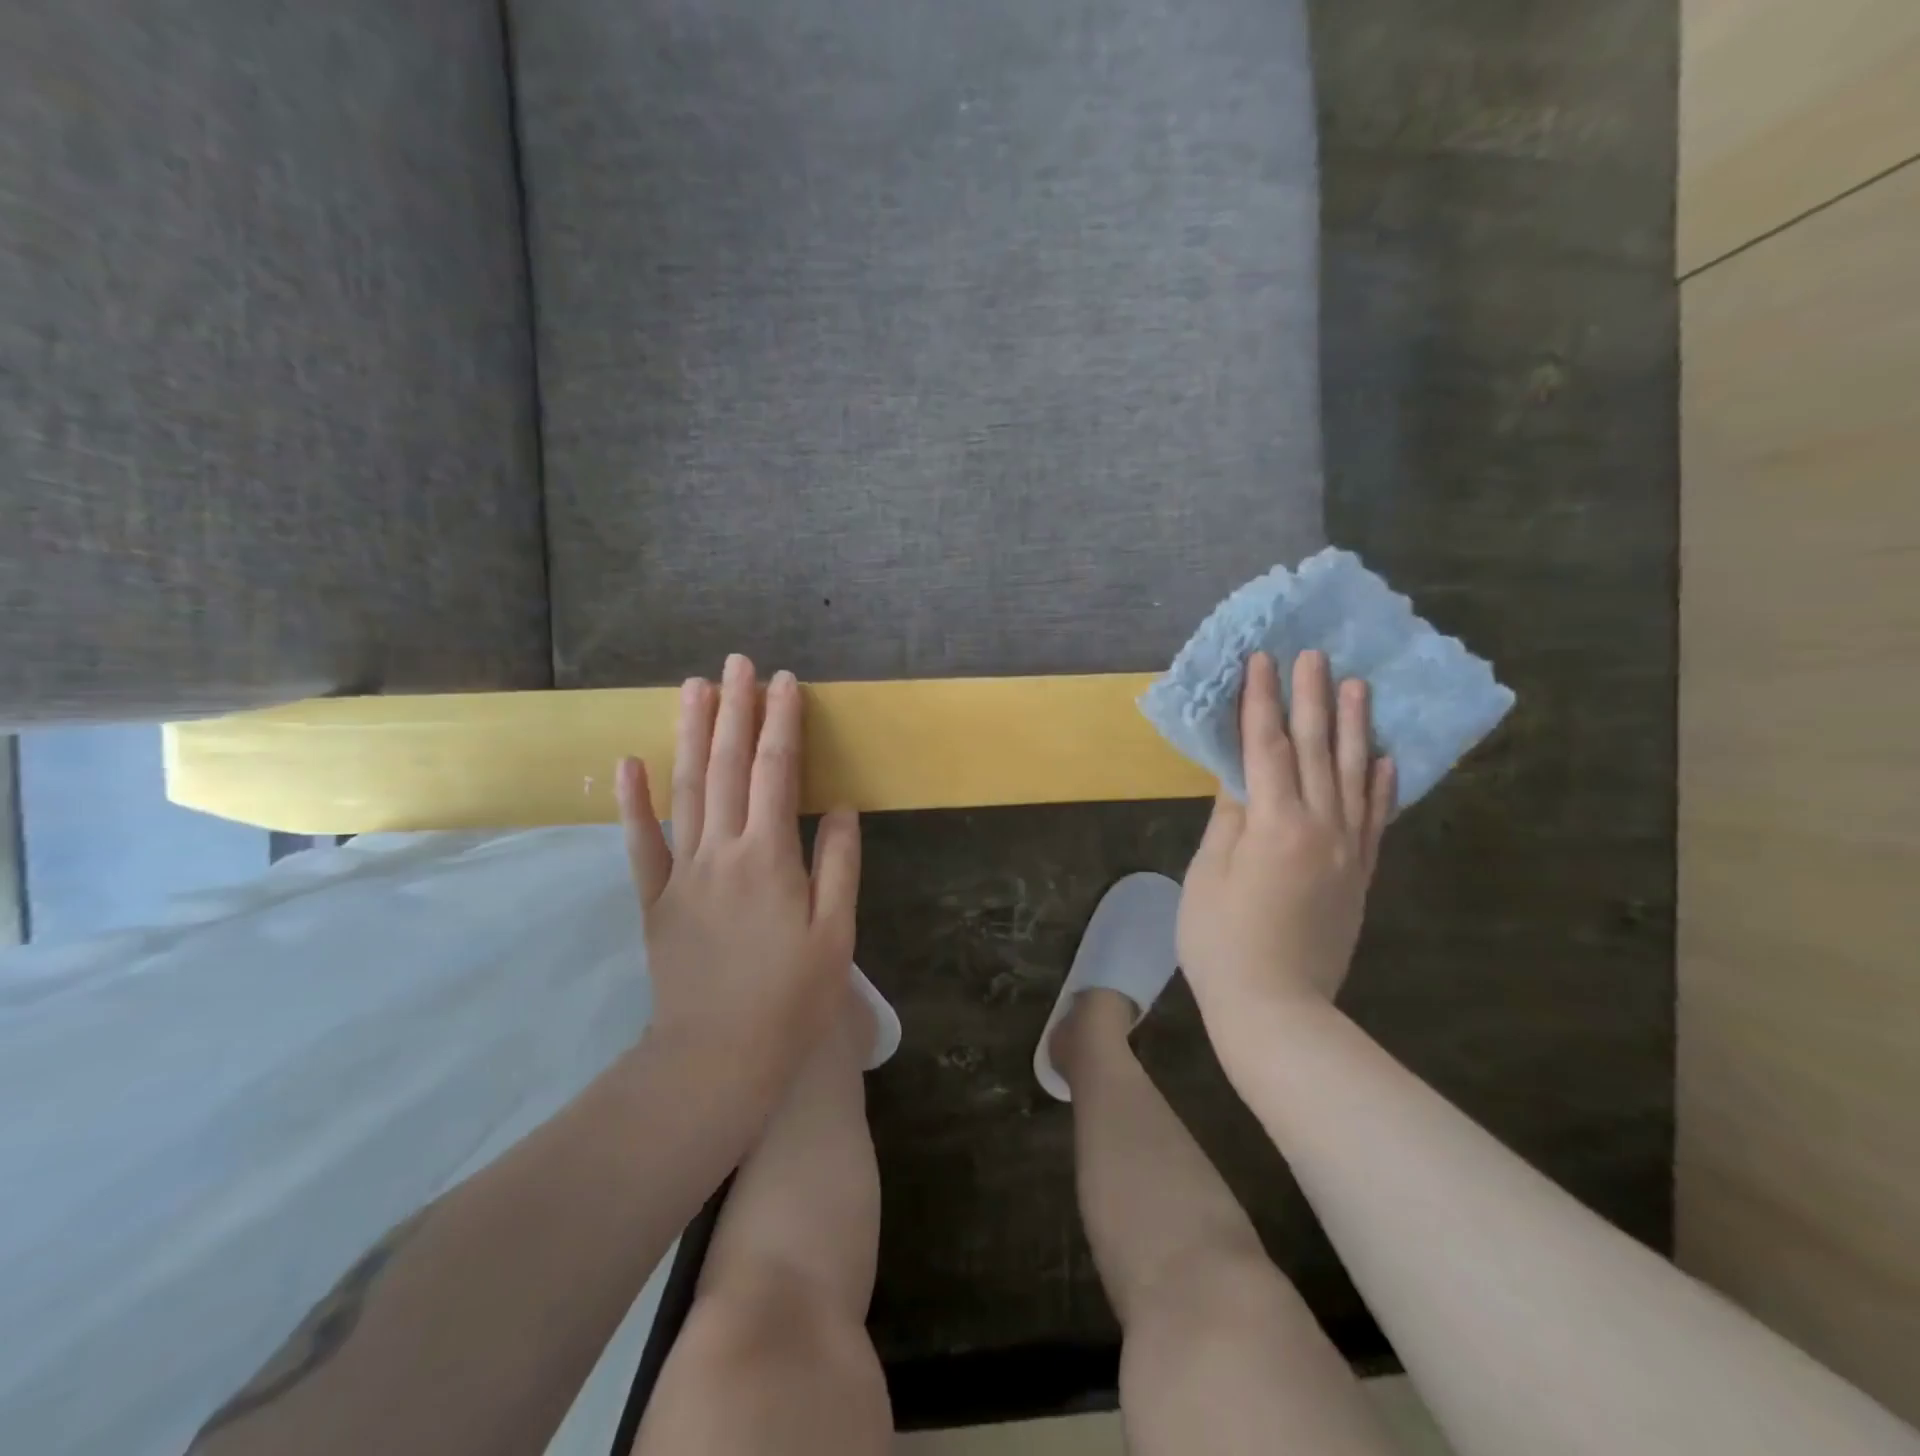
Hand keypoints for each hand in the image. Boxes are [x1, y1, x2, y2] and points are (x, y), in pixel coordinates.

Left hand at [616, 654, 860, 1093]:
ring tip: (693, 688)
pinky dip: (632, 802)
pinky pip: (640, 844)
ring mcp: (681, 873)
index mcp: (770, 857)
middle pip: (726, 766)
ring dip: (690, 734)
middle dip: (734, 709)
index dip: (781, 722)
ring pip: (685, 789)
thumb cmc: (791, 999)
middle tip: (736, 662)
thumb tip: (838, 807)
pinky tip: (628, 764)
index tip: (785, 681)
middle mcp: (721, 851)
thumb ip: (838, 864)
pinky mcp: (655, 899)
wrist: (716, 1060)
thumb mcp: (836, 934)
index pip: (776, 771)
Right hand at [1178, 650, 1394, 1048]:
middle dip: (1311, 698)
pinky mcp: (1361, 874)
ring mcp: (1350, 851)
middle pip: (1317, 750)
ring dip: (1354, 727)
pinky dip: (1382, 784)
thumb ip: (1229, 818)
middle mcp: (1322, 827)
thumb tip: (1240, 774)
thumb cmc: (1222, 942)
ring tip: (1357, 685)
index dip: (1261, 702)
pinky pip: (1377, 818)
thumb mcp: (1209, 875)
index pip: (1267, 747)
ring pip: (1355, 775)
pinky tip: (1385, 757)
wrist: (1277, 1010)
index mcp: (1276, 825)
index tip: (1261, 661)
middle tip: (1313, 654)